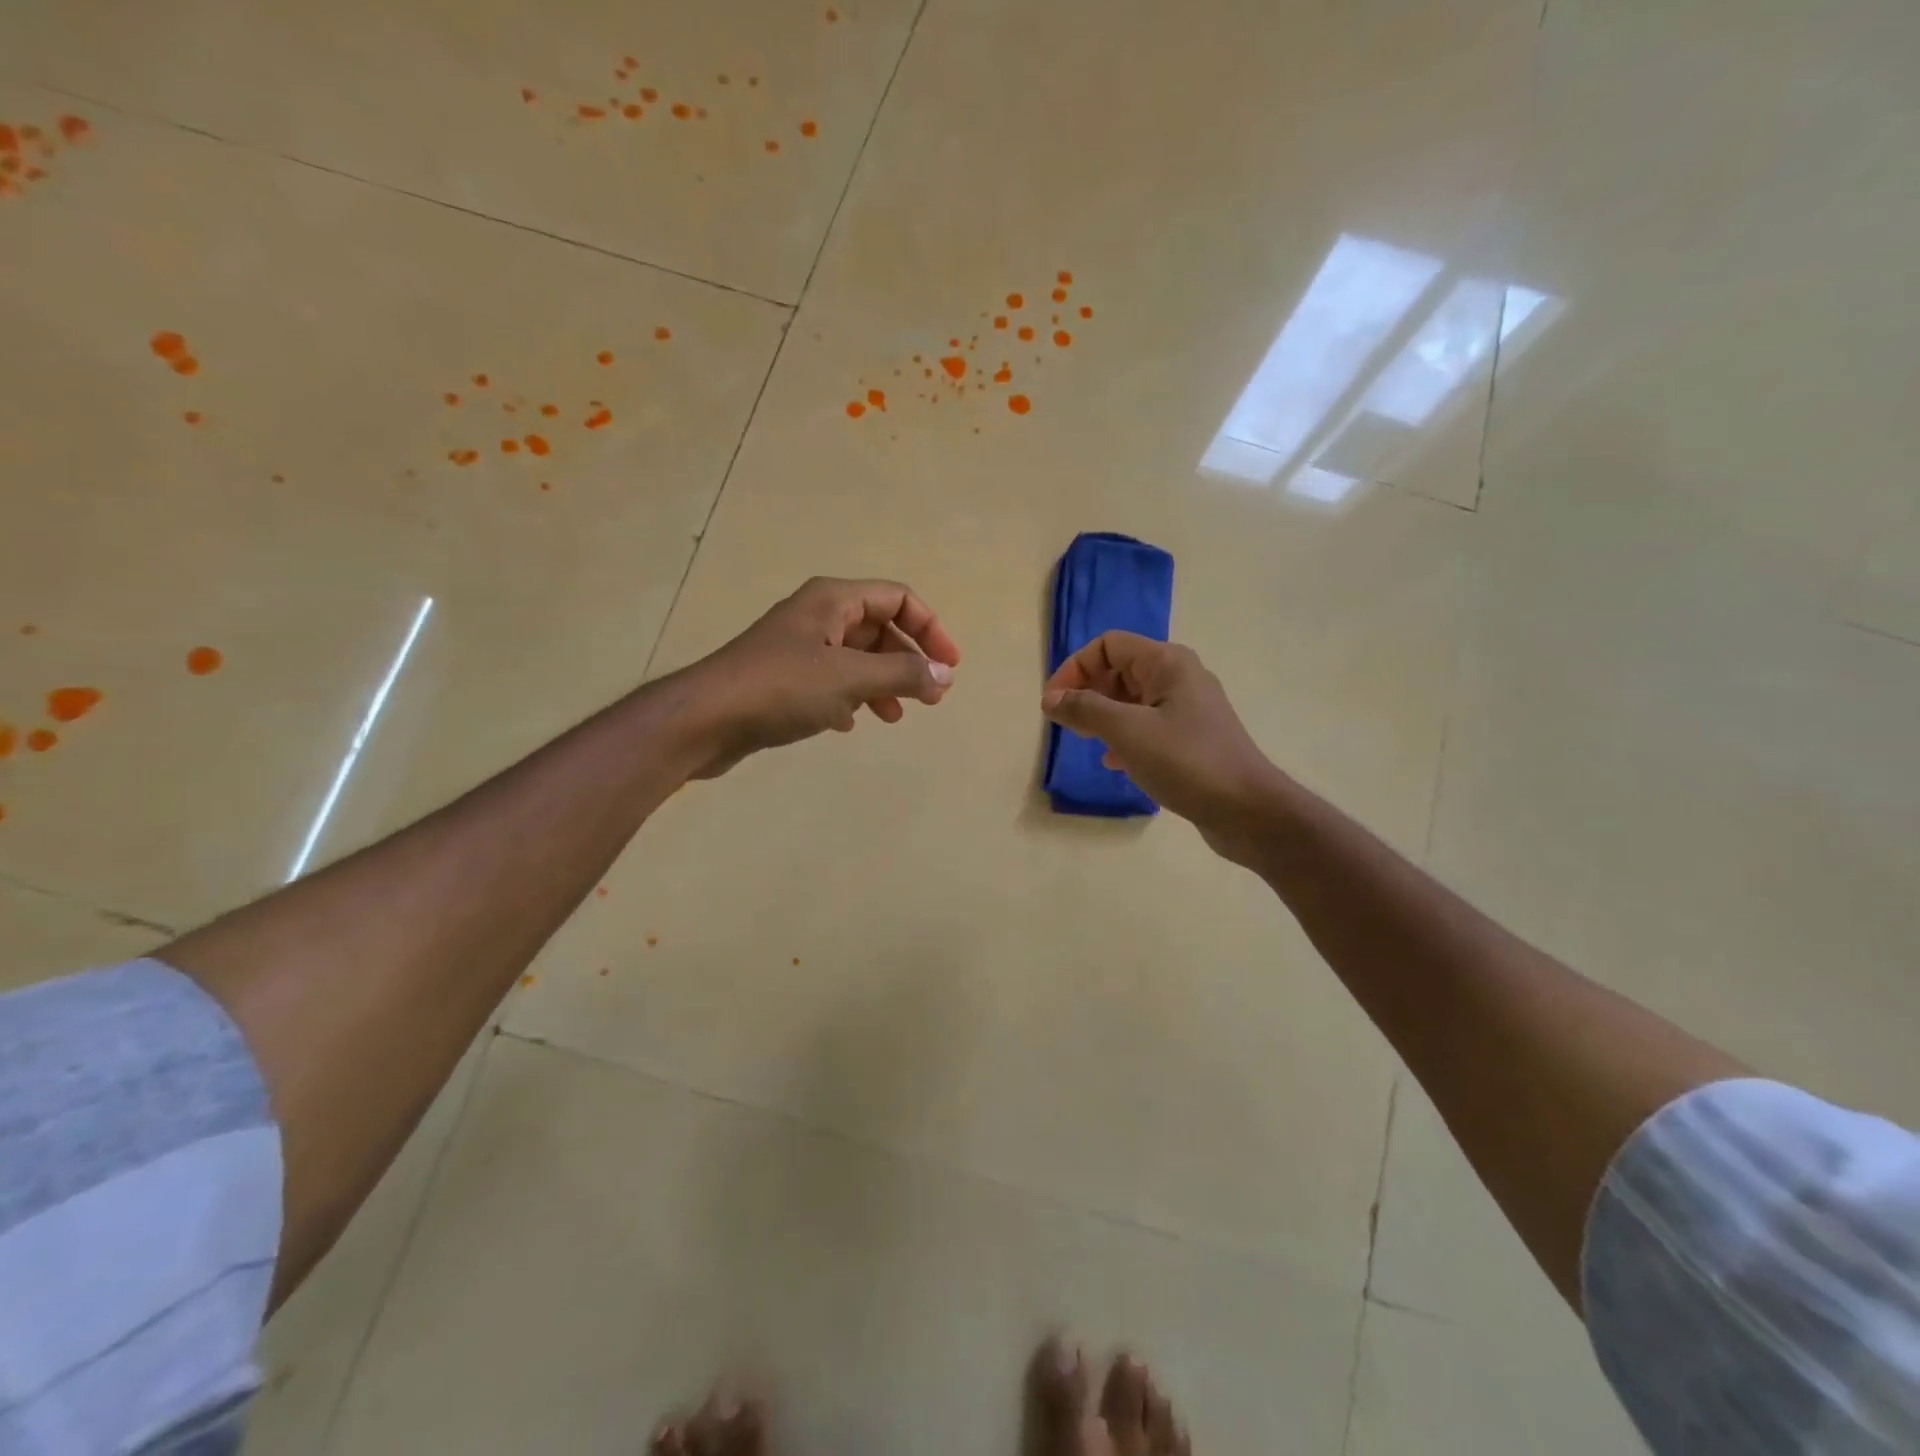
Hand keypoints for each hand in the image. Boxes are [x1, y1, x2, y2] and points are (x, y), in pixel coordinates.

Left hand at [679, 577, 960, 777]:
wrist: (705, 719)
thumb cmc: (781, 688)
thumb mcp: (850, 678)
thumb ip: (902, 675)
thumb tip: (945, 675)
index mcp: (833, 600)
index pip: (897, 598)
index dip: (930, 628)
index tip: (949, 666)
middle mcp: (817, 616)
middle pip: (878, 629)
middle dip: (907, 661)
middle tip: (931, 698)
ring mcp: (798, 648)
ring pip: (856, 658)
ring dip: (882, 683)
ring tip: (895, 716)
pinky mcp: (783, 679)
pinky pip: (830, 682)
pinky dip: (849, 698)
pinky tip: (849, 724)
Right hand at [1041, 632, 1281, 858]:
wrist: (1247, 810)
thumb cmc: (1186, 761)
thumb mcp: (1127, 731)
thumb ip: (1084, 709)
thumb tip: (1050, 699)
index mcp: (1167, 663)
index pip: (1108, 645)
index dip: (1075, 668)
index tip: (1053, 704)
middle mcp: (1179, 677)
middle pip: (1120, 669)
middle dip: (1088, 691)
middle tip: (1067, 724)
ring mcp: (1188, 708)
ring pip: (1132, 700)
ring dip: (1103, 715)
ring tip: (1085, 741)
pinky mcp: (1191, 738)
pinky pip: (1147, 725)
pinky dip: (1124, 736)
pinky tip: (1114, 761)